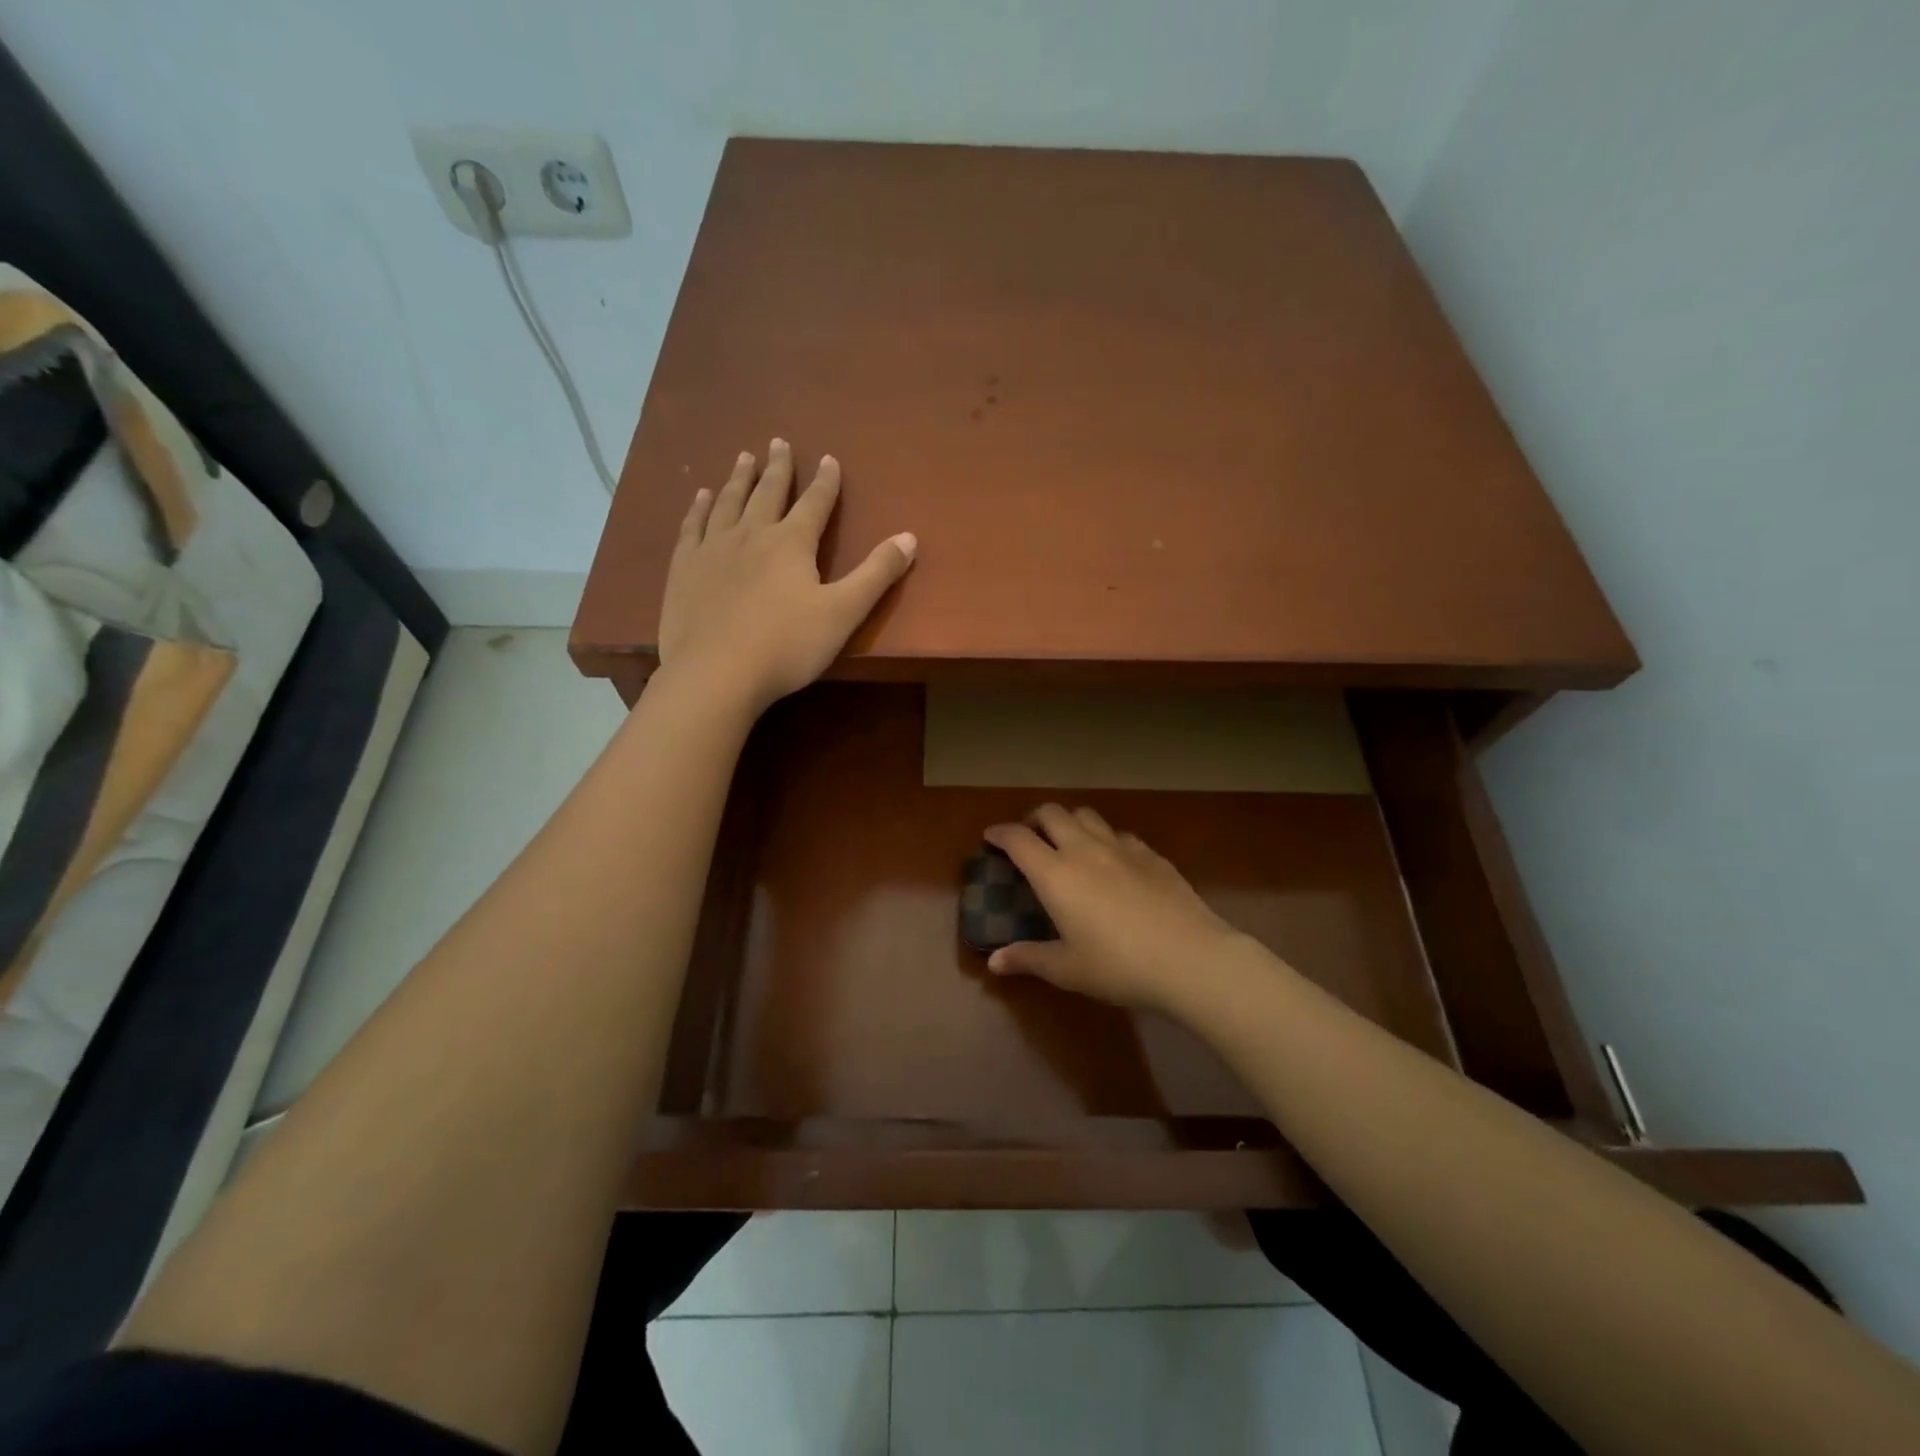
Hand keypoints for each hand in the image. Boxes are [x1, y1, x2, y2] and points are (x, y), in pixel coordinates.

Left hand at [657, 440, 915, 712]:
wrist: (716, 673)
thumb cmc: (787, 646)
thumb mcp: (844, 612)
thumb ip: (877, 574)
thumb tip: (909, 537)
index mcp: (791, 543)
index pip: (814, 503)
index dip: (825, 481)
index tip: (828, 458)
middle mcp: (751, 535)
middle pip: (767, 493)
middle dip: (777, 468)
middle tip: (778, 442)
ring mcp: (713, 549)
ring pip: (728, 502)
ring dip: (739, 479)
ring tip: (744, 458)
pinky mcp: (684, 569)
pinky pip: (692, 526)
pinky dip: (699, 508)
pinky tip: (701, 498)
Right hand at [982, 804, 1270, 1017]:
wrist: (1190, 958)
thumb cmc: (1119, 966)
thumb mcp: (1067, 969)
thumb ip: (1029, 958)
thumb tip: (994, 962)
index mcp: (1056, 874)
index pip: (1018, 839)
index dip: (1000, 833)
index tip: (990, 837)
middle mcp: (1084, 850)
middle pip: (1052, 813)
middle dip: (1033, 819)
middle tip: (1029, 838)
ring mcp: (1121, 848)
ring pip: (1087, 815)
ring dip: (1069, 821)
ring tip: (1068, 842)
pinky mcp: (1151, 854)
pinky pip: (1119, 834)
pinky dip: (1104, 838)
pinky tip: (1112, 861)